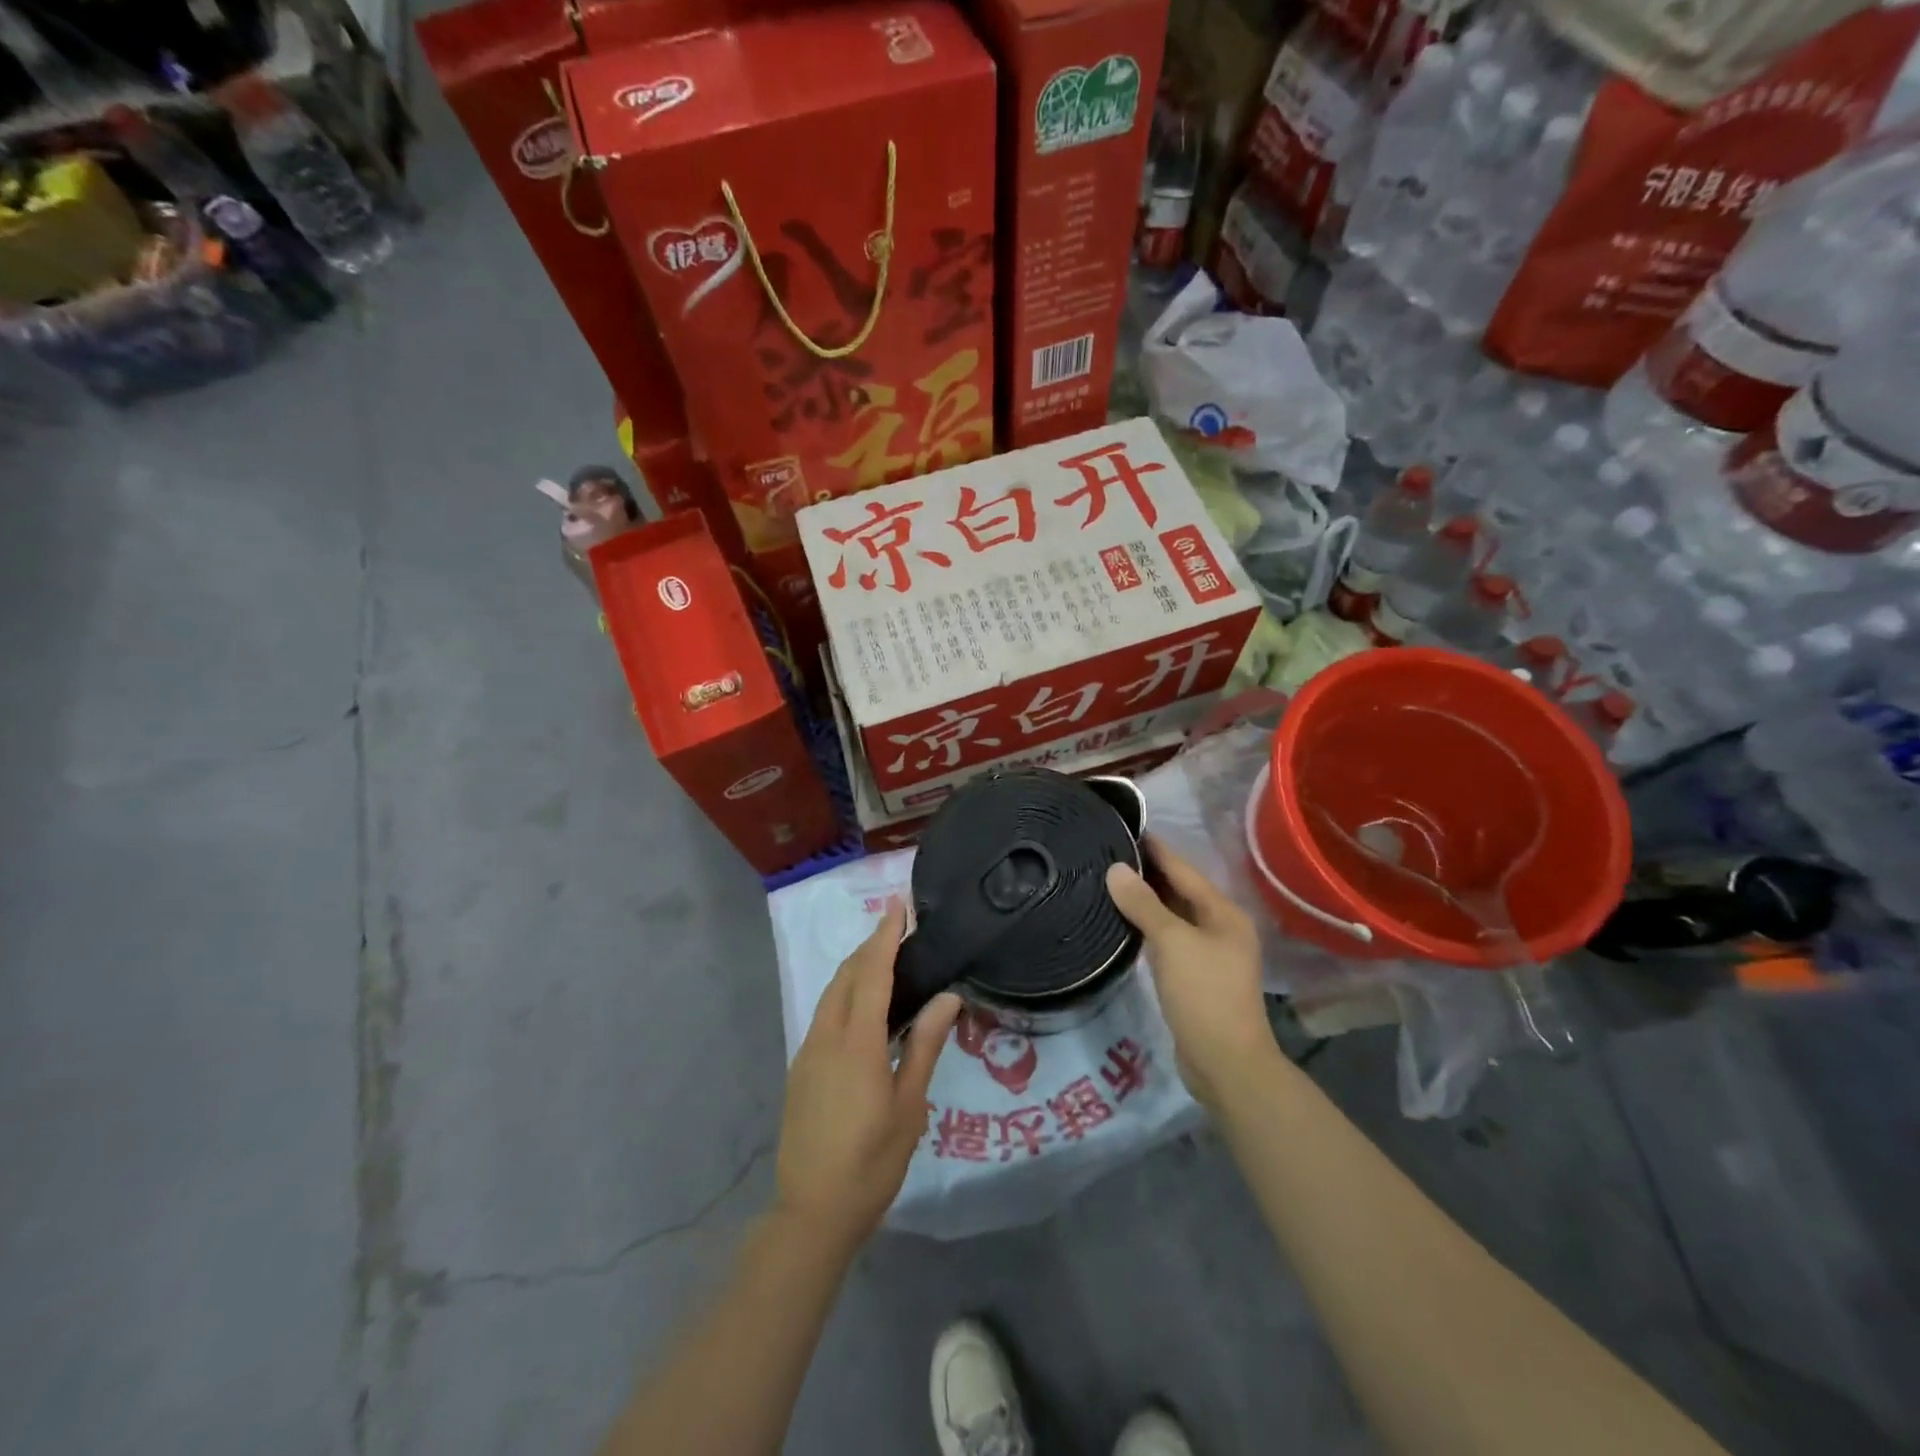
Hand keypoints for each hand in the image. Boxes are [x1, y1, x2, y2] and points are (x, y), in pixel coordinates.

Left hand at [775, 905, 961, 1253]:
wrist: (811, 1212)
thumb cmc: (871, 1162)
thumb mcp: (909, 1106)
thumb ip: (926, 1046)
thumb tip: (948, 996)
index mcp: (856, 1044)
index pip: (872, 974)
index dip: (884, 937)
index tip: (898, 907)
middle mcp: (826, 1037)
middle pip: (846, 976)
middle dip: (870, 946)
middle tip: (897, 928)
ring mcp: (808, 1052)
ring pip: (831, 993)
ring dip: (856, 968)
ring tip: (884, 958)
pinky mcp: (801, 1068)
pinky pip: (824, 1014)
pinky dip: (845, 994)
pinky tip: (863, 1005)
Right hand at [1107, 838, 1273, 1113]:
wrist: (1225, 1063)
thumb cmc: (1203, 993)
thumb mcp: (1172, 942)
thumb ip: (1144, 904)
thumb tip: (1116, 869)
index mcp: (1223, 913)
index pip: (1184, 870)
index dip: (1156, 849)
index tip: (1127, 828)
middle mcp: (1220, 928)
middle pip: (1180, 891)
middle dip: (1148, 873)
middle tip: (1108, 853)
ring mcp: (1209, 954)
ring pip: (1173, 917)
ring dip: (1146, 901)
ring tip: (1109, 881)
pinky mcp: (1194, 977)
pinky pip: (1168, 940)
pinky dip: (1148, 928)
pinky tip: (1123, 921)